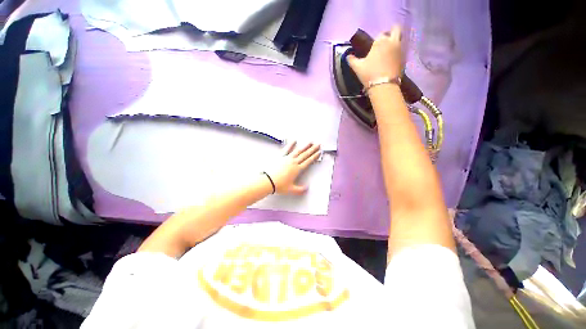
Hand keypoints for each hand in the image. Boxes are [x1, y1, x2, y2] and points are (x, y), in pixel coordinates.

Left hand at [266, 142, 320, 194]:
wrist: (267, 181)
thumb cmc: (279, 185)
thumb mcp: (291, 190)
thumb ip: (300, 190)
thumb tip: (307, 188)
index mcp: (297, 169)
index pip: (308, 161)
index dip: (314, 156)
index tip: (319, 152)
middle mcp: (293, 162)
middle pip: (305, 154)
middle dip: (312, 149)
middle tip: (318, 144)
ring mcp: (287, 158)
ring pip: (298, 150)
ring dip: (305, 146)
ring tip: (310, 142)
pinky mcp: (280, 156)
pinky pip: (286, 149)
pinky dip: (290, 144)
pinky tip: (294, 140)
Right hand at [347, 26, 403, 85]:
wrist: (383, 85)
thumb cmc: (369, 74)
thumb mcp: (357, 67)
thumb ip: (352, 60)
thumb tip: (348, 56)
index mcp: (380, 42)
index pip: (381, 34)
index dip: (378, 38)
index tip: (375, 44)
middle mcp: (392, 42)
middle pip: (396, 29)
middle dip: (392, 32)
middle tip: (386, 40)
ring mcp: (400, 50)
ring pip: (400, 40)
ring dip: (395, 43)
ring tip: (388, 52)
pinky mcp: (404, 59)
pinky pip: (401, 51)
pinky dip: (397, 53)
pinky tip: (391, 61)